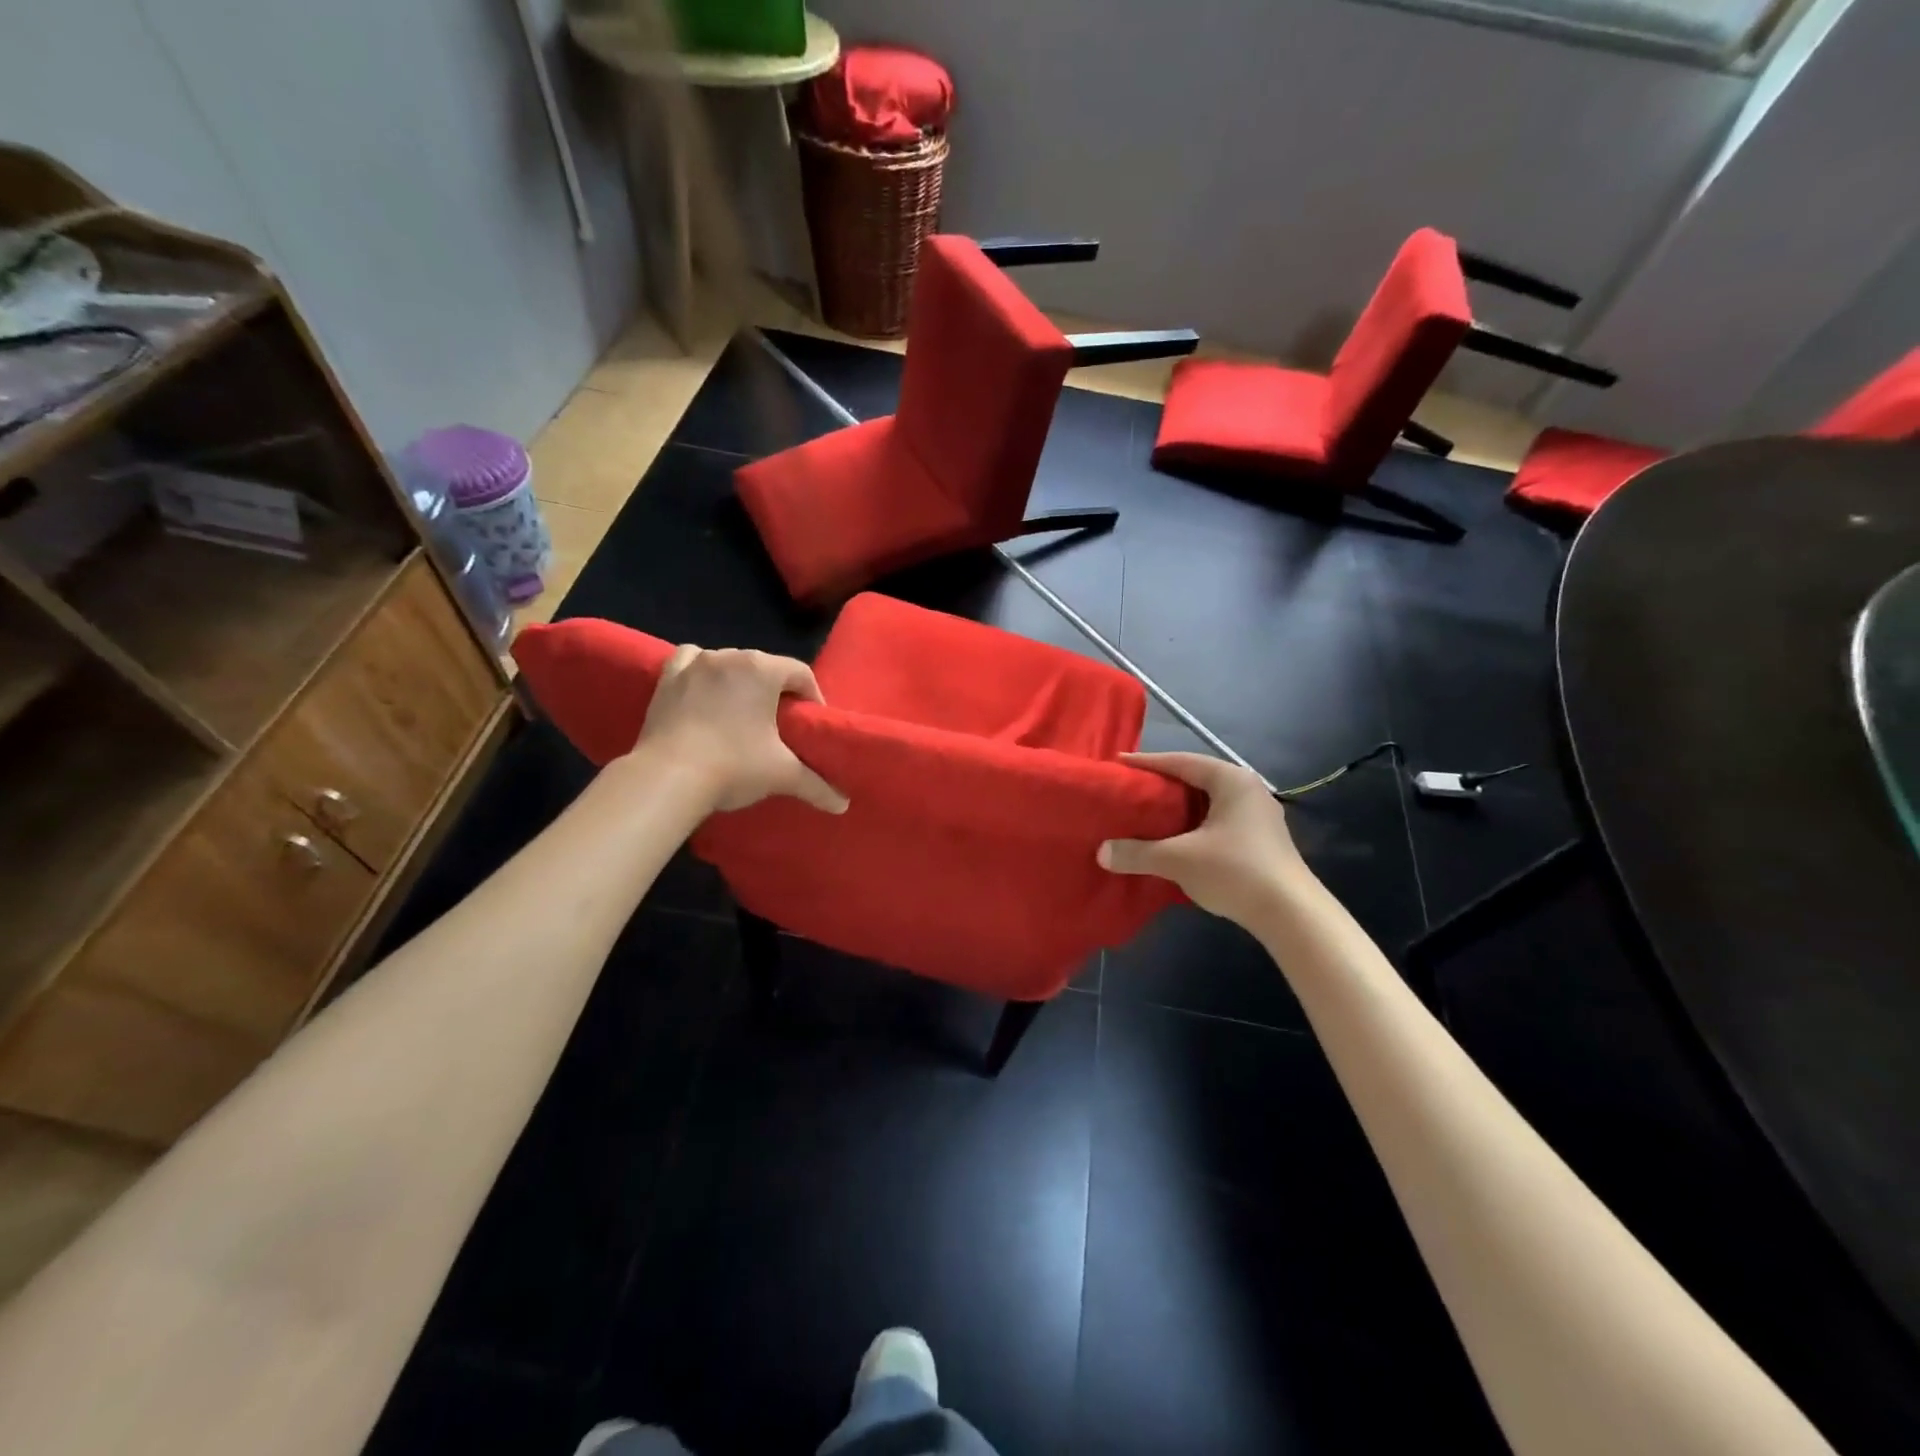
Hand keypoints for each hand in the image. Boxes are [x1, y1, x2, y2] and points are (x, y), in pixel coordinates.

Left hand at [634, 644, 848, 814]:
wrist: (667, 778)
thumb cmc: (733, 766)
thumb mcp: (782, 775)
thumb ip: (817, 785)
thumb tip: (843, 805)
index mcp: (762, 669)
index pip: (801, 674)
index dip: (812, 698)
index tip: (810, 724)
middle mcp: (729, 656)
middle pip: (765, 667)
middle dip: (776, 690)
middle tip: (779, 723)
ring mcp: (694, 664)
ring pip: (729, 662)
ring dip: (739, 680)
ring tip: (742, 711)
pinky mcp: (667, 678)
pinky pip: (691, 660)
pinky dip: (702, 671)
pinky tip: (705, 691)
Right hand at [1098, 752, 1313, 925]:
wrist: (1292, 915)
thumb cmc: (1235, 871)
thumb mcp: (1178, 860)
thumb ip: (1137, 853)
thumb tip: (1101, 852)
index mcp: (1231, 780)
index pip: (1180, 762)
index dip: (1147, 763)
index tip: (1118, 765)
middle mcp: (1247, 790)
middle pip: (1195, 779)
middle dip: (1161, 785)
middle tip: (1129, 790)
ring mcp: (1258, 815)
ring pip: (1206, 803)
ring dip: (1177, 809)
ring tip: (1146, 814)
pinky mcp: (1260, 840)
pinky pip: (1216, 822)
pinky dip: (1192, 826)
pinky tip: (1174, 840)